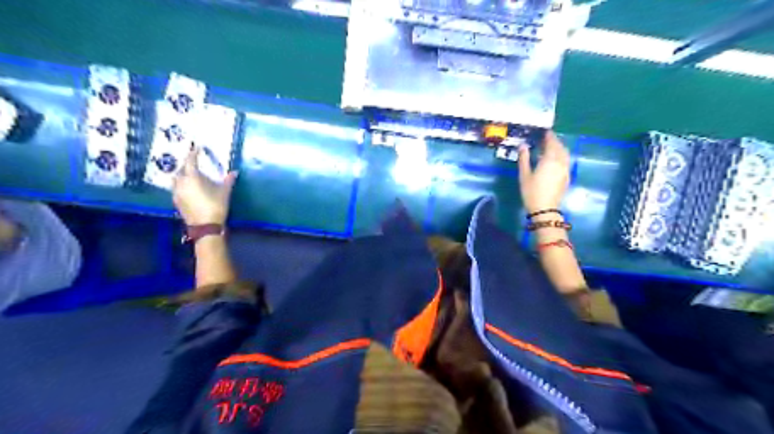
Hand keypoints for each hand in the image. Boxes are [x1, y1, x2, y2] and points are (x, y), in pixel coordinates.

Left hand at [173, 145, 239, 227]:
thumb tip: (234, 172)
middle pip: (180, 169)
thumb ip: (228, 181)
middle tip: (194, 163)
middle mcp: (181, 183)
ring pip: (176, 179)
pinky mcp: (176, 201)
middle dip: (186, 165)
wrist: (205, 226)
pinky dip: (181, 185)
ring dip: (182, 175)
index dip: (193, 154)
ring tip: (190, 175)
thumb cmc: (215, 206)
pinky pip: (176, 188)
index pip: (190, 161)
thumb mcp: (224, 192)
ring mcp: (177, 192)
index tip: (196, 148)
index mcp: (192, 178)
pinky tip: (189, 188)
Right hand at [520, 131, 566, 215]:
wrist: (545, 209)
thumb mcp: (524, 175)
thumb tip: (523, 145)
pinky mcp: (567, 177)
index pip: (551, 142)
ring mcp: (565, 169)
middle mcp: (561, 162)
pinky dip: (560, 156)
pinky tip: (553, 160)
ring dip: (559, 148)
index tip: (544, 131)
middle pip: (560, 147)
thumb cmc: (531, 192)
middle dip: (554, 141)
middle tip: (546, 139)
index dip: (548, 136)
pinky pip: (565, 161)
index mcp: (550, 159)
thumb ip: (524, 158)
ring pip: (565, 154)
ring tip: (549, 148)